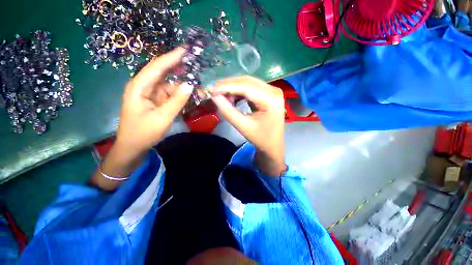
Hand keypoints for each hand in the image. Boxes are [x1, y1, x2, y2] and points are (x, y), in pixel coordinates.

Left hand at [116, 47, 192, 153]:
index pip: (157, 67)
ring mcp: (150, 95)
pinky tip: (188, 96)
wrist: (133, 147)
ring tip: (196, 85)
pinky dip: (179, 95)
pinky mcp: (155, 102)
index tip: (185, 50)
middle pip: (163, 73)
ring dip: (181, 86)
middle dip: (178, 69)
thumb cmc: (144, 133)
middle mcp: (144, 87)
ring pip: (168, 85)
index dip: (171, 57)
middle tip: (194, 65)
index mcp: (139, 87)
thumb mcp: (163, 117)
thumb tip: (190, 84)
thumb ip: (177, 100)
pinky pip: (169, 95)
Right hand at [211, 75, 285, 175]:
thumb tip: (214, 96)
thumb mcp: (243, 126)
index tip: (210, 89)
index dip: (226, 86)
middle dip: (228, 85)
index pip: (246, 87)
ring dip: (232, 87)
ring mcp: (272, 91)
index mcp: (271, 100)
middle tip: (213, 91)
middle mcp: (273, 91)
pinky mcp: (268, 93)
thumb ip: (228, 111)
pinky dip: (238, 91)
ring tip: (220, 95)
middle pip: (247, 82)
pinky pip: (250, 88)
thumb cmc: (260, 138)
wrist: (272, 145)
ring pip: (247, 83)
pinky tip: (231, 97)